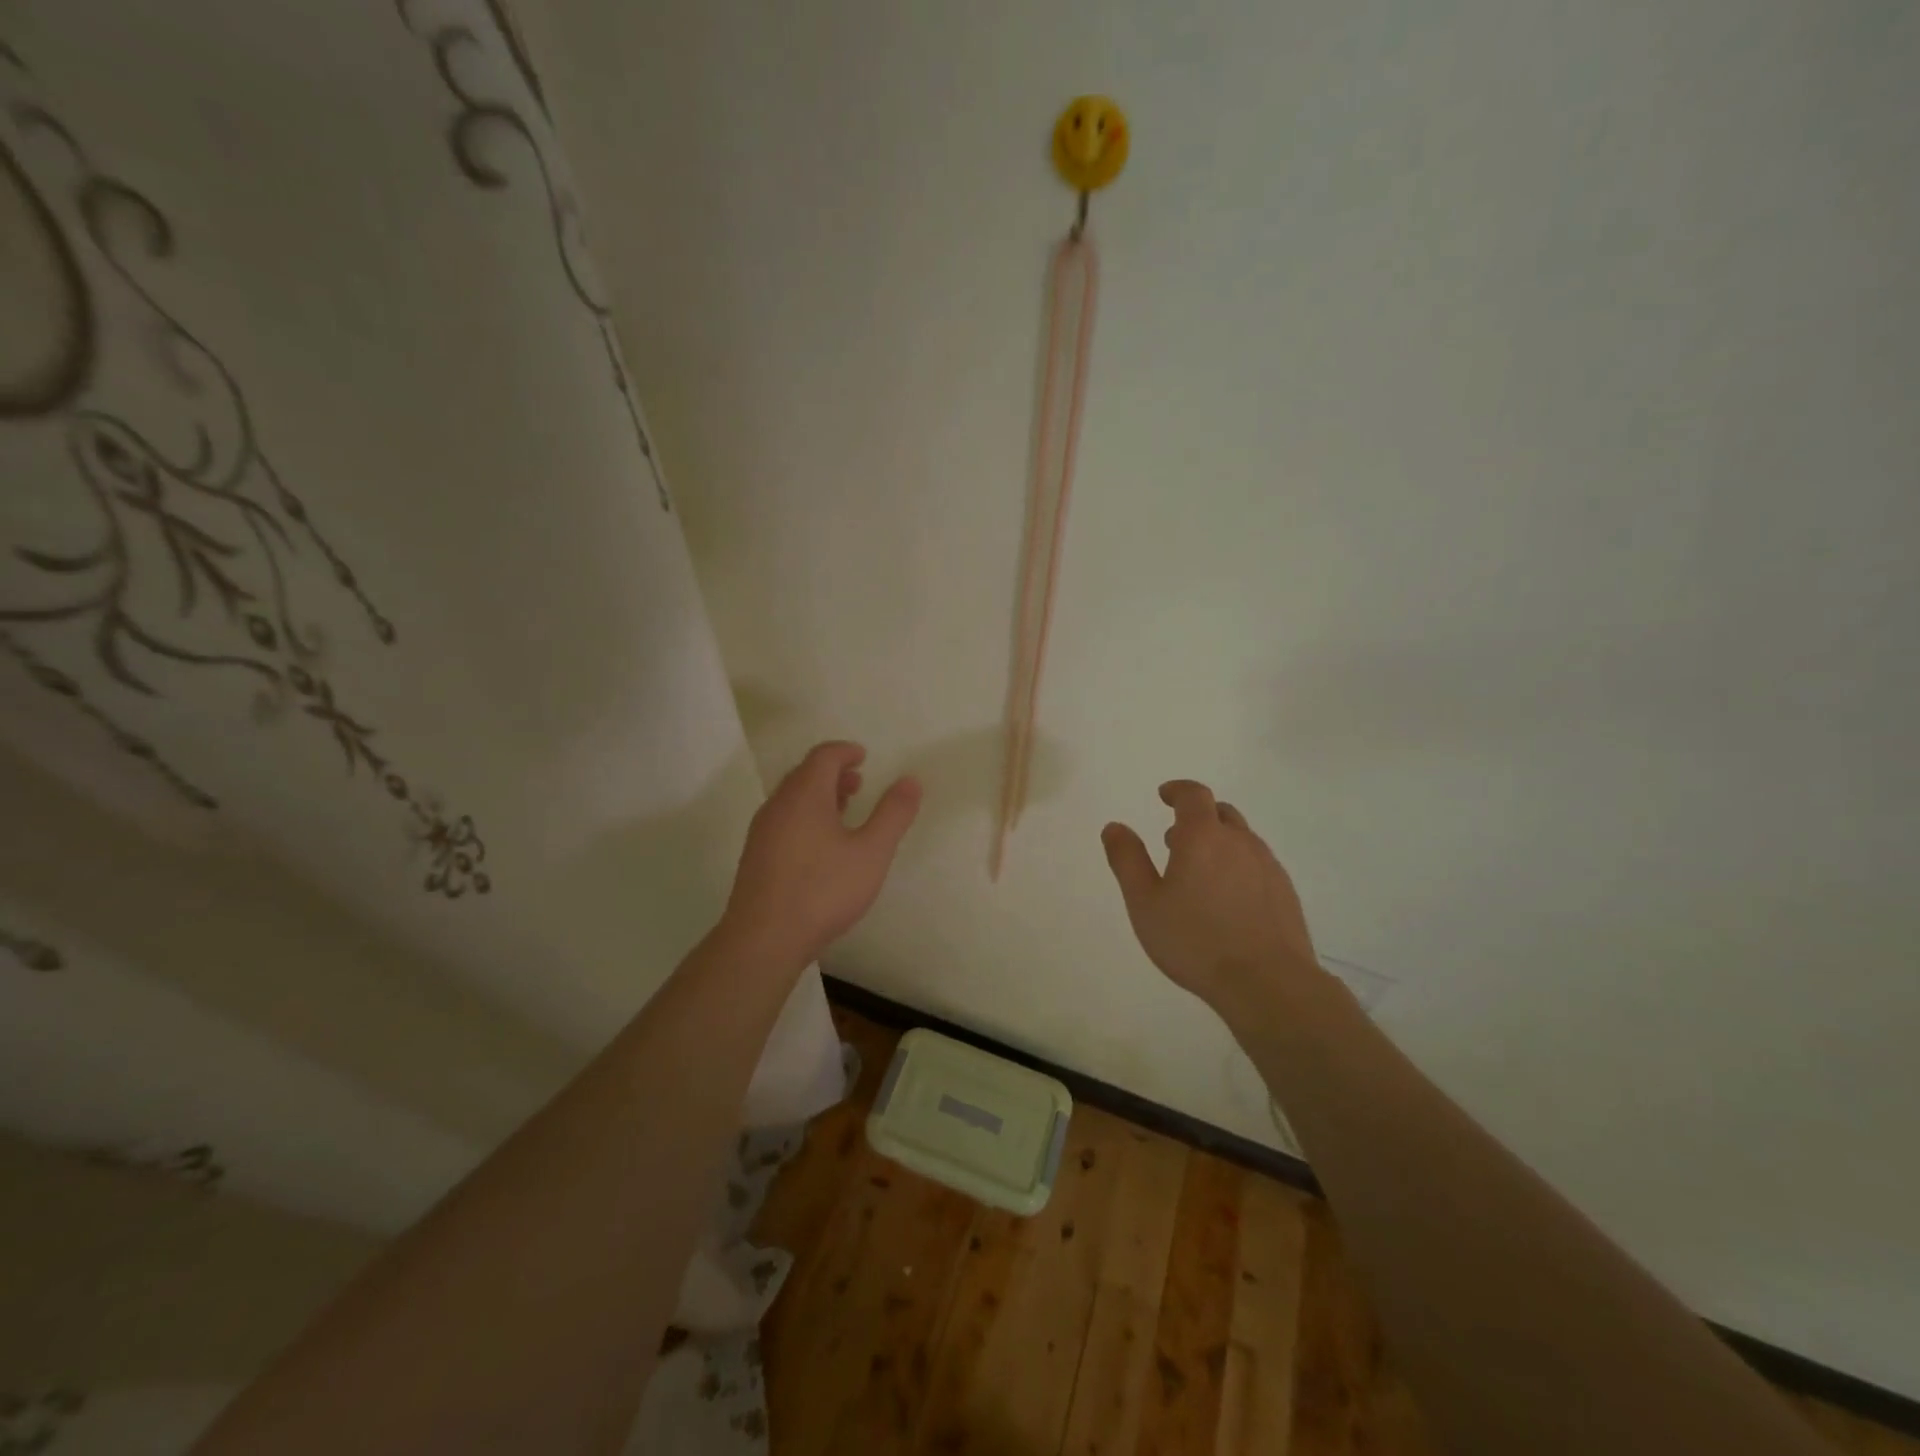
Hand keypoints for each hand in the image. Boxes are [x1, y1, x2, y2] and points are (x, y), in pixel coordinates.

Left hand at [721, 741, 921, 973]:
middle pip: (804, 774)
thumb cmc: (823, 890)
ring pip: (792, 798)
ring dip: (819, 795)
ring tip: (844, 810)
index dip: (845, 751)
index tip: (864, 757)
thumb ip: (893, 814)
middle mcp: (778, 805)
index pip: (823, 756)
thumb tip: (910, 780)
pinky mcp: (755, 856)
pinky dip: (805, 815)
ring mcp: (762, 831)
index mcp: (805, 795)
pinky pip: (783, 819)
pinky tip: (821, 845)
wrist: (764, 939)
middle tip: (858, 782)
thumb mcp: (871, 852)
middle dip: (832, 772)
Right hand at [1101, 780, 1319, 1013]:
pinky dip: (1238, 866)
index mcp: (1203, 837)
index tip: (1164, 795)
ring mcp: (1268, 867)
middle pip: (1221, 813)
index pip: (1194, 795)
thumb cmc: (1195, 940)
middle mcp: (1240, 842)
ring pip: (1242, 839)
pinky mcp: (1285, 893)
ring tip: (1198, 872)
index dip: (1178, 790)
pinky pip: (1257, 864)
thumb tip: (1114, 827)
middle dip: (1197, 816)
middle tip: (1174, 838)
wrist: (1268, 983)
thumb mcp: (1144, 902)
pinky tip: (1227, 899)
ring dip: (1218, 842)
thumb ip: (1127, 860)